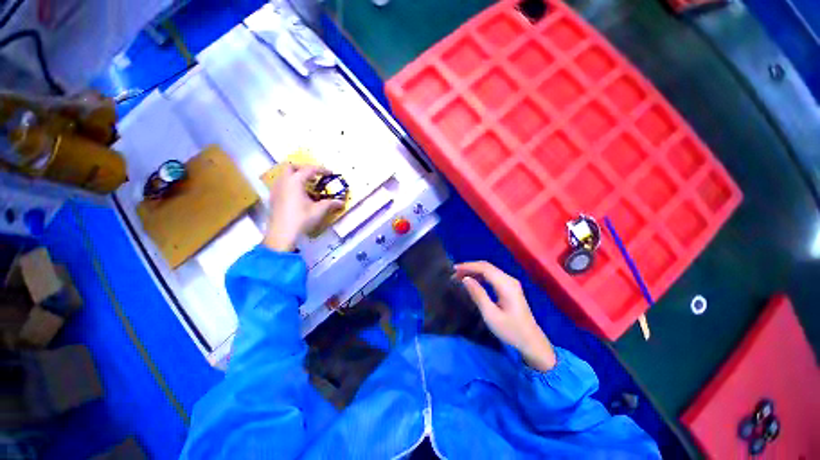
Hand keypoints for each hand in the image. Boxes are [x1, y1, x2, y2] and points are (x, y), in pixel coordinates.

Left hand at [263, 164, 343, 251]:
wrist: (282, 234)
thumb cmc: (301, 219)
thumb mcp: (319, 211)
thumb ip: (330, 204)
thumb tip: (341, 202)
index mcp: (295, 181)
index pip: (309, 169)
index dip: (321, 169)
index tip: (330, 173)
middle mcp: (283, 182)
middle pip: (292, 167)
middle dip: (304, 169)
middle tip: (315, 176)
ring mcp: (276, 190)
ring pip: (285, 176)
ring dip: (296, 177)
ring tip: (308, 187)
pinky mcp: (273, 198)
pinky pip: (282, 185)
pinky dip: (291, 185)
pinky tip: (299, 196)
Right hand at [454, 262, 555, 370]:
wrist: (531, 342)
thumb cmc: (511, 330)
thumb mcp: (491, 315)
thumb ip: (478, 294)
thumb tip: (465, 279)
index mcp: (506, 285)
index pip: (484, 268)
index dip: (468, 266)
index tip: (454, 269)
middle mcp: (509, 280)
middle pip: (487, 266)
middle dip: (470, 267)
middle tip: (455, 274)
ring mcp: (511, 283)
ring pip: (489, 270)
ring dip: (474, 271)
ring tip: (460, 277)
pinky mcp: (510, 288)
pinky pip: (492, 276)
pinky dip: (480, 276)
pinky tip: (473, 281)